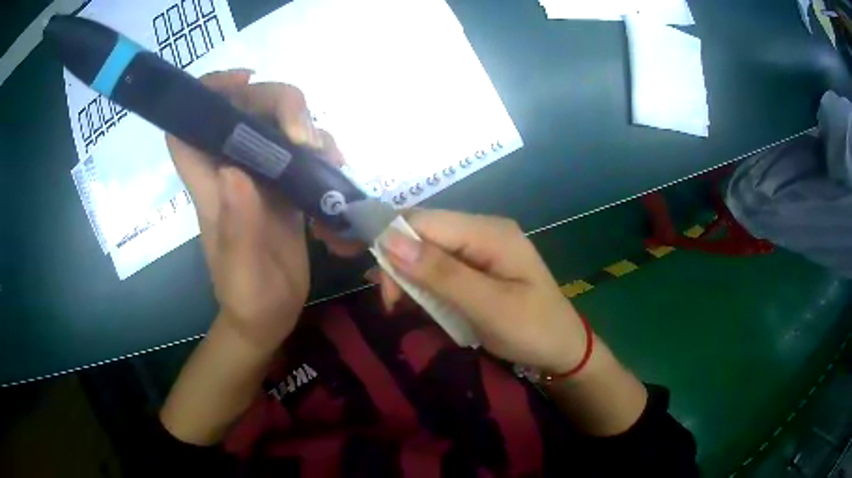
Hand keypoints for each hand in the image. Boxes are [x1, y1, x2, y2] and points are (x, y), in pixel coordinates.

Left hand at [166, 70, 343, 350]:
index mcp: (209, 186)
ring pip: (276, 122)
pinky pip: (301, 148)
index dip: (204, 95)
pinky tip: (336, 168)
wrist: (269, 316)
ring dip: (306, 125)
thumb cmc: (249, 299)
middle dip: (276, 102)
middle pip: (242, 109)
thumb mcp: (243, 272)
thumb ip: (238, 227)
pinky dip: (321, 148)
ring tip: (329, 158)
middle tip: (304, 131)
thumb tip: (236, 172)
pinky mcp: (285, 184)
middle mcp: (231, 170)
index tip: (242, 81)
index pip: (186, 130)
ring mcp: (260, 175)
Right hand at [379, 210, 589, 373]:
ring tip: (402, 307)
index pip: (424, 221)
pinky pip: (438, 266)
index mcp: (489, 232)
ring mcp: (480, 248)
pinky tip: (419, 303)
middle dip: (399, 263)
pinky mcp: (476, 266)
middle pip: (423, 232)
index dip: (394, 246)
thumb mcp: (488, 306)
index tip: (387, 291)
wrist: (562, 349)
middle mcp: (482, 230)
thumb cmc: (532, 330)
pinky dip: (423, 285)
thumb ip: (440, 273)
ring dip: (408, 276)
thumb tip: (388, 239)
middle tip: (394, 305)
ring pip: (426, 250)